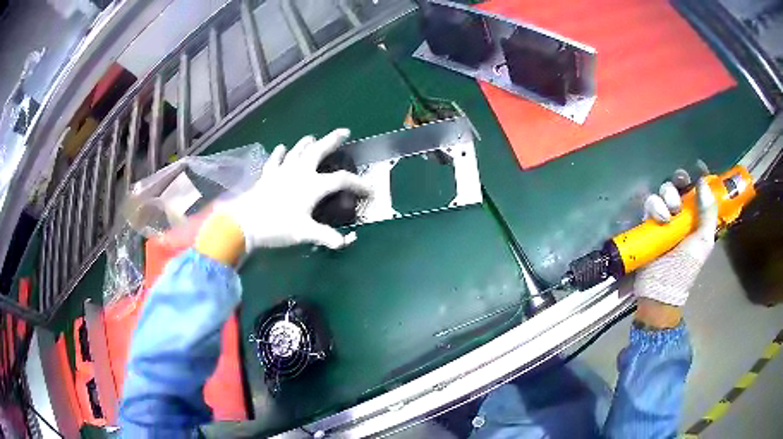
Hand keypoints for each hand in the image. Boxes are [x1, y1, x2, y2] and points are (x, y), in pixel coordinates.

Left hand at [195, 129, 371, 263]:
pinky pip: (275, 161)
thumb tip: (346, 243)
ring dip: (306, 143)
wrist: (244, 223)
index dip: (358, 184)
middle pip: (319, 151)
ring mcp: (282, 172)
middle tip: (344, 132)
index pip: (342, 180)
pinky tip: (281, 148)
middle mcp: (300, 173)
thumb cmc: (277, 226)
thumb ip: (327, 237)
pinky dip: (279, 154)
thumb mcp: (304, 233)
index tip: (369, 190)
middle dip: (333, 140)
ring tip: (313, 137)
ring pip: (297, 152)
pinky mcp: (267, 176)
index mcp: (313, 185)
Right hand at [634, 173, 718, 308]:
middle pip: (678, 184)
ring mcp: (664, 217)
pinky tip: (660, 220)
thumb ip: (707, 214)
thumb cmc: (685, 268)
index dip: (698, 176)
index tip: (698, 167)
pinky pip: (649, 203)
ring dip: (667, 197)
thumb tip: (703, 183)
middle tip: (681, 189)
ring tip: (670, 216)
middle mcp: (681, 213)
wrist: (661, 289)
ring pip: (663, 191)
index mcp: (696, 216)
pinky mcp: (648, 222)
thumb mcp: (703, 242)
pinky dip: (654, 207)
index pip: (698, 189)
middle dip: (679, 182)